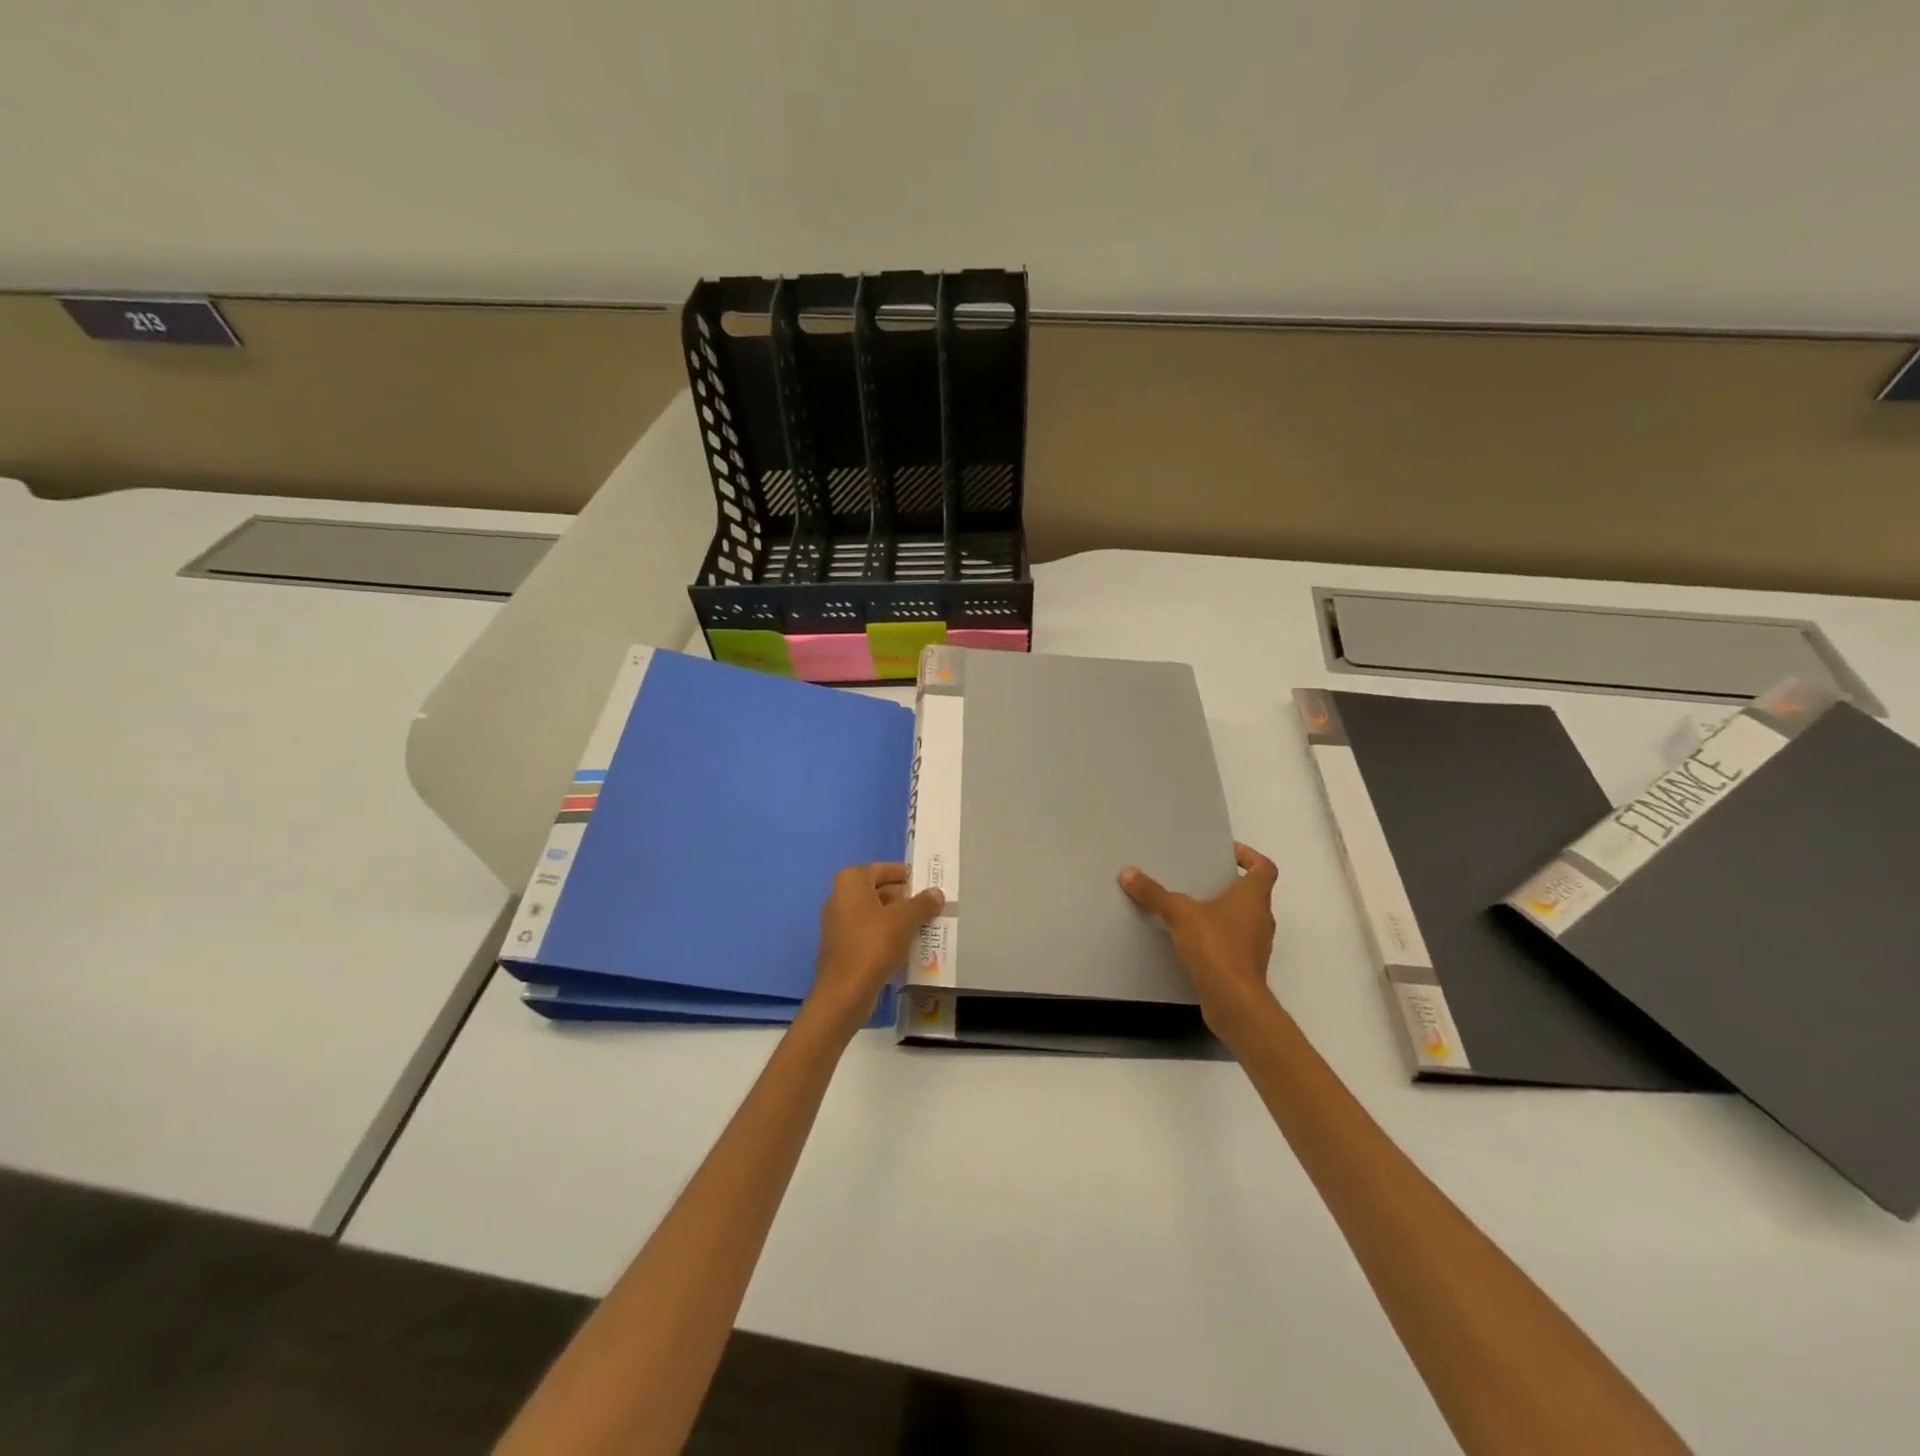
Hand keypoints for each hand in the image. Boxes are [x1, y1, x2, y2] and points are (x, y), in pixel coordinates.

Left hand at [809, 862, 944, 1036]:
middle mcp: (840, 896)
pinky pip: (869, 932)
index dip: (905, 874)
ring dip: (897, 918)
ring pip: (875, 913)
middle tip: (930, 906)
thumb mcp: (905, 920)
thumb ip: (923, 903)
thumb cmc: (874, 945)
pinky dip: (886, 934)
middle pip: (878, 890)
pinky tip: (907, 945)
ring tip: (924, 925)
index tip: (925, 882)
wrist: (844, 992)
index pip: (883, 869)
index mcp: (851, 881)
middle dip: (904, 898)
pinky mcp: (841, 945)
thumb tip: (936, 893)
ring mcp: (838, 922)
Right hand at [1120, 842, 1278, 1039]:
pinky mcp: (1245, 967)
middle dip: (1228, 885)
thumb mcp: (1180, 914)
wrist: (1234, 1002)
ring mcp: (1255, 945)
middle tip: (1200, 878)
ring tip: (1190, 908)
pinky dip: (1216, 937)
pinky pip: (1232, 943)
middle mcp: (1261, 918)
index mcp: (1253, 897)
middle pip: (1252, 893)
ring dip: (1222, 912)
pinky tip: (1190, 940)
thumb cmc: (1216, 947)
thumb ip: (1154, 894)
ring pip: (1242, 919)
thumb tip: (1128, 873)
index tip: (1227, 853)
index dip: (1250, 856)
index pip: (1264, 868)